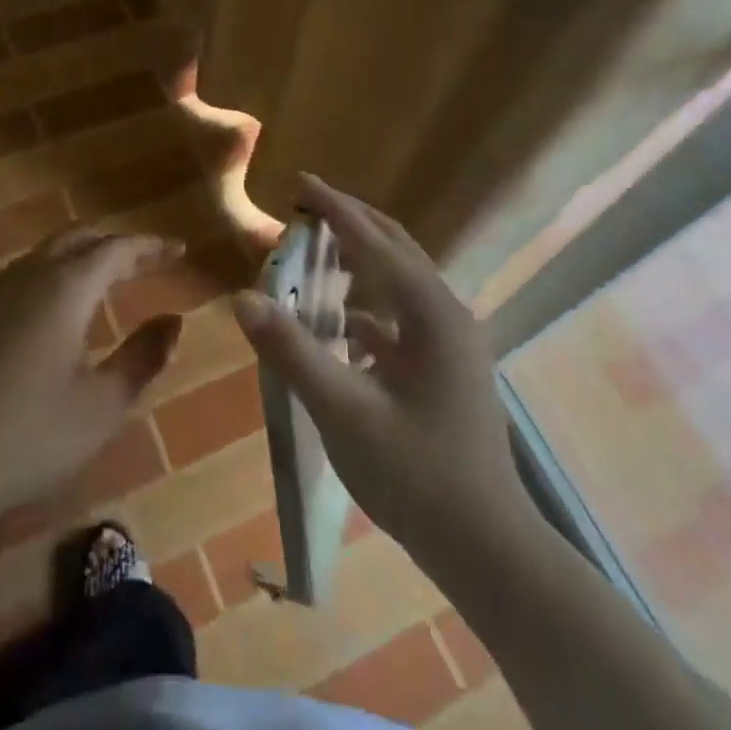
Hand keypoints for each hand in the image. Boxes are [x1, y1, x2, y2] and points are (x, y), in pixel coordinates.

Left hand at [0, 228, 183, 527]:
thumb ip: (142, 358)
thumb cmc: (25, 437)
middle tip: (145, 260)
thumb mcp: (100, 406)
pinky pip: (19, 279)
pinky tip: (53, 314)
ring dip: (79, 258)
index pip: (116, 249)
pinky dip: (50, 279)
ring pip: (44, 255)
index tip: (177, 249)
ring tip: (105, 281)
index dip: (150, 246)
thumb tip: (173, 321)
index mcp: (65, 288)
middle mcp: (26, 276)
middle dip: (114, 244)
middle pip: (77, 238)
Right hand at [234, 174, 531, 571]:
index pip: (375, 241)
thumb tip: (243, 297)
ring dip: (363, 259)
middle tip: (307, 206)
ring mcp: (453, 342)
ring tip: (319, 252)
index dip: (335, 209)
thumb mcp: (344, 412)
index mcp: (431, 312)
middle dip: (352, 222)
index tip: (301, 180)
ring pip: (402, 281)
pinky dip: (370, 305)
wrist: (487, 548)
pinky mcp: (448, 368)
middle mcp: (447, 314)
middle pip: (396, 248)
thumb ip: (293, 351)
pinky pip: (404, 317)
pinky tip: (344, 323)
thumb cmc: (416, 475)